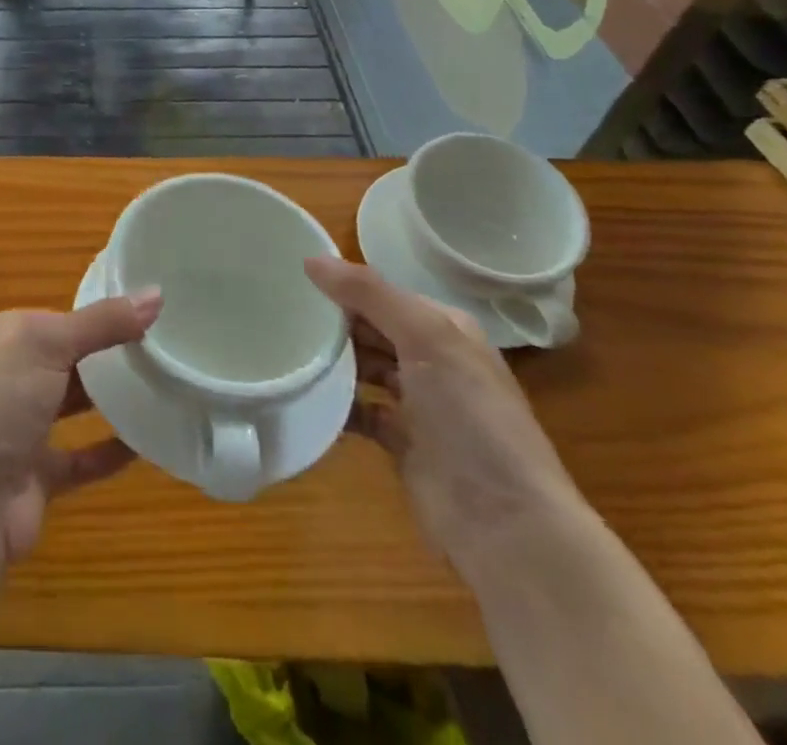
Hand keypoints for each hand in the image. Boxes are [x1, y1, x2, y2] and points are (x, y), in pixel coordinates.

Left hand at [0, 290, 163, 564]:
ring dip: (114, 400)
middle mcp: (15, 376)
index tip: (155, 315)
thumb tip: (156, 293)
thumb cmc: (0, 402)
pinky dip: (112, 450)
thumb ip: (103, 323)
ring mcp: (26, 427)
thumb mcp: (49, 346)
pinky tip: (148, 442)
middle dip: (113, 356)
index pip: (64, 318)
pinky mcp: (40, 473)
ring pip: (77, 405)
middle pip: (73, 360)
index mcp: (11, 337)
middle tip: (170, 351)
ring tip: (167, 388)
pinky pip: (84, 456)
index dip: (105, 316)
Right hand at [306, 258, 585, 572]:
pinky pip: (360, 412)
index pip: (384, 295)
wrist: (507, 527)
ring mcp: (421, 407)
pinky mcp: (404, 445)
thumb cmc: (470, 417)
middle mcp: (435, 362)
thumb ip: (369, 293)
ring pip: (364, 368)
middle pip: (372, 330)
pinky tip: (307, 397)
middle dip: (333, 323)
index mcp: (446, 330)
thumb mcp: (424, 337)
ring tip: (287, 351)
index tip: (292, 281)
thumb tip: (312, 259)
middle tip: (279, 315)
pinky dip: (337, 405)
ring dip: (332, 362)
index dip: (343, 287)